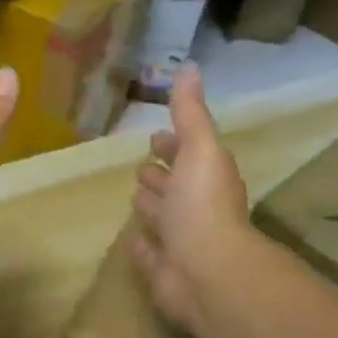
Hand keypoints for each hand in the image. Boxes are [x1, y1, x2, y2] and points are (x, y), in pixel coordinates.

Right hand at [131, 65, 250, 329]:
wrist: (205, 270)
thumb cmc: (203, 204)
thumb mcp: (199, 148)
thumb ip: (190, 112)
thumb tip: (189, 66)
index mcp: (206, 178)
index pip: (187, 155)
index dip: (173, 145)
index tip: (156, 135)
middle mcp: (195, 208)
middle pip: (173, 187)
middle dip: (160, 175)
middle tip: (141, 167)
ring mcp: (179, 242)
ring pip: (161, 218)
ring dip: (151, 207)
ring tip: (135, 196)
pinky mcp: (162, 270)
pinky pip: (149, 253)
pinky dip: (142, 245)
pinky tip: (131, 238)